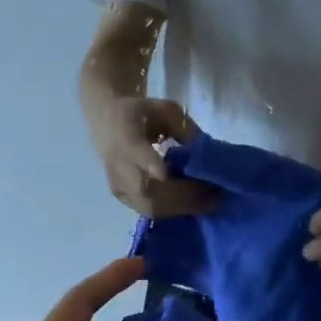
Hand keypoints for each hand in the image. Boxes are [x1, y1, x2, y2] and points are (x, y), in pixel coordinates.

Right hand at [89, 96, 215, 217]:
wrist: (106, 121)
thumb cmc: (141, 113)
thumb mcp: (165, 109)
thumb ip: (185, 129)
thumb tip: (207, 154)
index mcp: (124, 134)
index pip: (134, 151)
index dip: (148, 163)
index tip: (164, 173)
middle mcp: (117, 163)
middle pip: (146, 188)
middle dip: (182, 195)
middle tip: (214, 195)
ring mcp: (117, 184)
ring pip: (149, 206)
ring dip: (182, 207)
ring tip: (210, 202)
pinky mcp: (122, 197)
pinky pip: (148, 211)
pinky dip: (174, 210)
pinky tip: (194, 204)